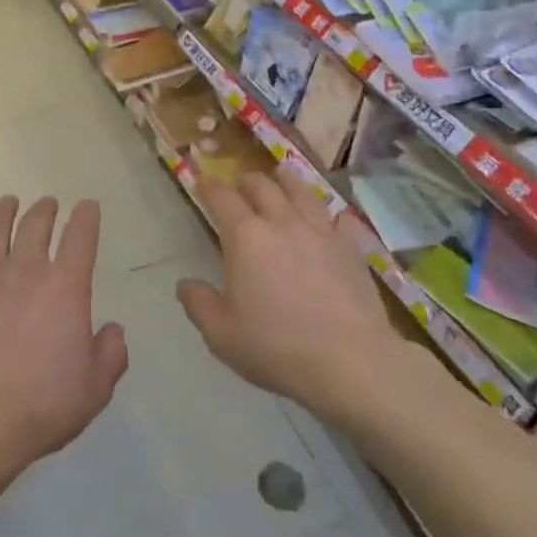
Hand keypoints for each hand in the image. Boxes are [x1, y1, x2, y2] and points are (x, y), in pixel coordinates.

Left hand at [0, 196, 127, 476]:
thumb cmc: (43, 403)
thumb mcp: (95, 387)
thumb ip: (110, 354)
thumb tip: (112, 331)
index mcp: (66, 286)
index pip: (81, 237)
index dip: (87, 217)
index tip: (88, 206)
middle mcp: (26, 271)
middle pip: (35, 225)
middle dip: (45, 209)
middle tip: (48, 203)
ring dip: (3, 212)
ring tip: (8, 202)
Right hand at [177, 166, 399, 421]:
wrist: (351, 361)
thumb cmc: (278, 347)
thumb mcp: (222, 335)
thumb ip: (199, 304)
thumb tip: (185, 284)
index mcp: (245, 237)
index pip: (222, 198)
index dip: (209, 186)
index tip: (202, 179)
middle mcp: (281, 223)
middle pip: (262, 186)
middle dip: (246, 181)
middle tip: (239, 184)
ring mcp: (320, 232)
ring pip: (301, 191)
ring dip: (286, 180)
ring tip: (281, 174)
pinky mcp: (351, 248)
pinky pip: (338, 219)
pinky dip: (329, 214)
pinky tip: (331, 217)